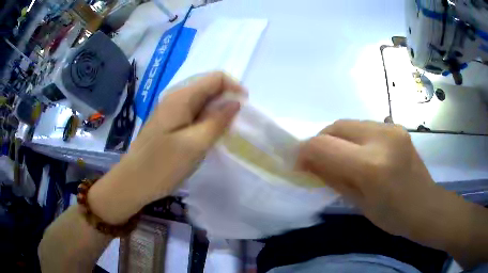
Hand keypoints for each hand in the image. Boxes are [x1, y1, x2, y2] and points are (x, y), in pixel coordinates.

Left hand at [88, 72, 243, 223]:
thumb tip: (235, 102)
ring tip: (222, 134)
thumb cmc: (162, 165)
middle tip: (233, 126)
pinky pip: (193, 115)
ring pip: (202, 102)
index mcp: (181, 97)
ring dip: (217, 113)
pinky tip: (207, 137)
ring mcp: (171, 111)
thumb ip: (217, 121)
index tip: (245, 108)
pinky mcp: (169, 124)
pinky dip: (206, 122)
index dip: (234, 87)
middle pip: (208, 88)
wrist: (133, 182)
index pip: (216, 78)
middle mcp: (175, 98)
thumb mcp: (195, 145)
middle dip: (226, 101)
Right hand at [297, 120, 477, 251]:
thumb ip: (331, 177)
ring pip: (349, 123)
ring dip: (337, 138)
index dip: (305, 152)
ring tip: (340, 157)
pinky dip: (353, 137)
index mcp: (371, 166)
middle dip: (320, 141)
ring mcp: (391, 128)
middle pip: (335, 127)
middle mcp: (381, 138)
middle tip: (318, 160)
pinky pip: (364, 126)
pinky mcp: (396, 127)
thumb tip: (307, 162)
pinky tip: (360, 153)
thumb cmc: (392, 216)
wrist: (425, 206)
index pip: (323, 145)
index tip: (298, 163)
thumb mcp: (357, 203)